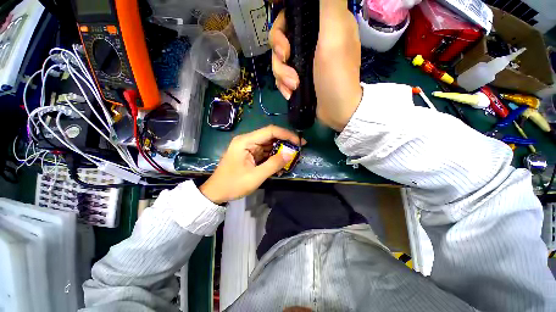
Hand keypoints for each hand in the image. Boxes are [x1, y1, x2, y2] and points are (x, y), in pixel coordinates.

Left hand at [200, 125, 303, 203]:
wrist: (216, 192)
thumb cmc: (233, 184)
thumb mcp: (255, 176)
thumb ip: (273, 164)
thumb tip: (290, 154)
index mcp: (245, 141)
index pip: (270, 131)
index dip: (286, 134)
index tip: (299, 142)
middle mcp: (247, 140)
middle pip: (270, 136)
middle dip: (285, 142)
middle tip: (299, 149)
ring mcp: (248, 146)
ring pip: (269, 144)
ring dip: (280, 149)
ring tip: (292, 156)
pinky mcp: (250, 153)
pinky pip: (265, 151)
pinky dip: (274, 156)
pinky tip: (281, 162)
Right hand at [270, 0, 362, 130]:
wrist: (337, 111)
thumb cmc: (337, 75)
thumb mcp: (335, 35)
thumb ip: (329, 3)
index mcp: (321, 24)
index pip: (293, 14)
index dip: (282, 22)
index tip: (283, 39)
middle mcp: (311, 40)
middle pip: (281, 37)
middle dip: (279, 52)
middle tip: (286, 61)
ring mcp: (303, 61)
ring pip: (279, 59)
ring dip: (281, 74)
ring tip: (293, 86)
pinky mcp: (299, 77)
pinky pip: (281, 76)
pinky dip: (283, 85)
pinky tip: (290, 93)